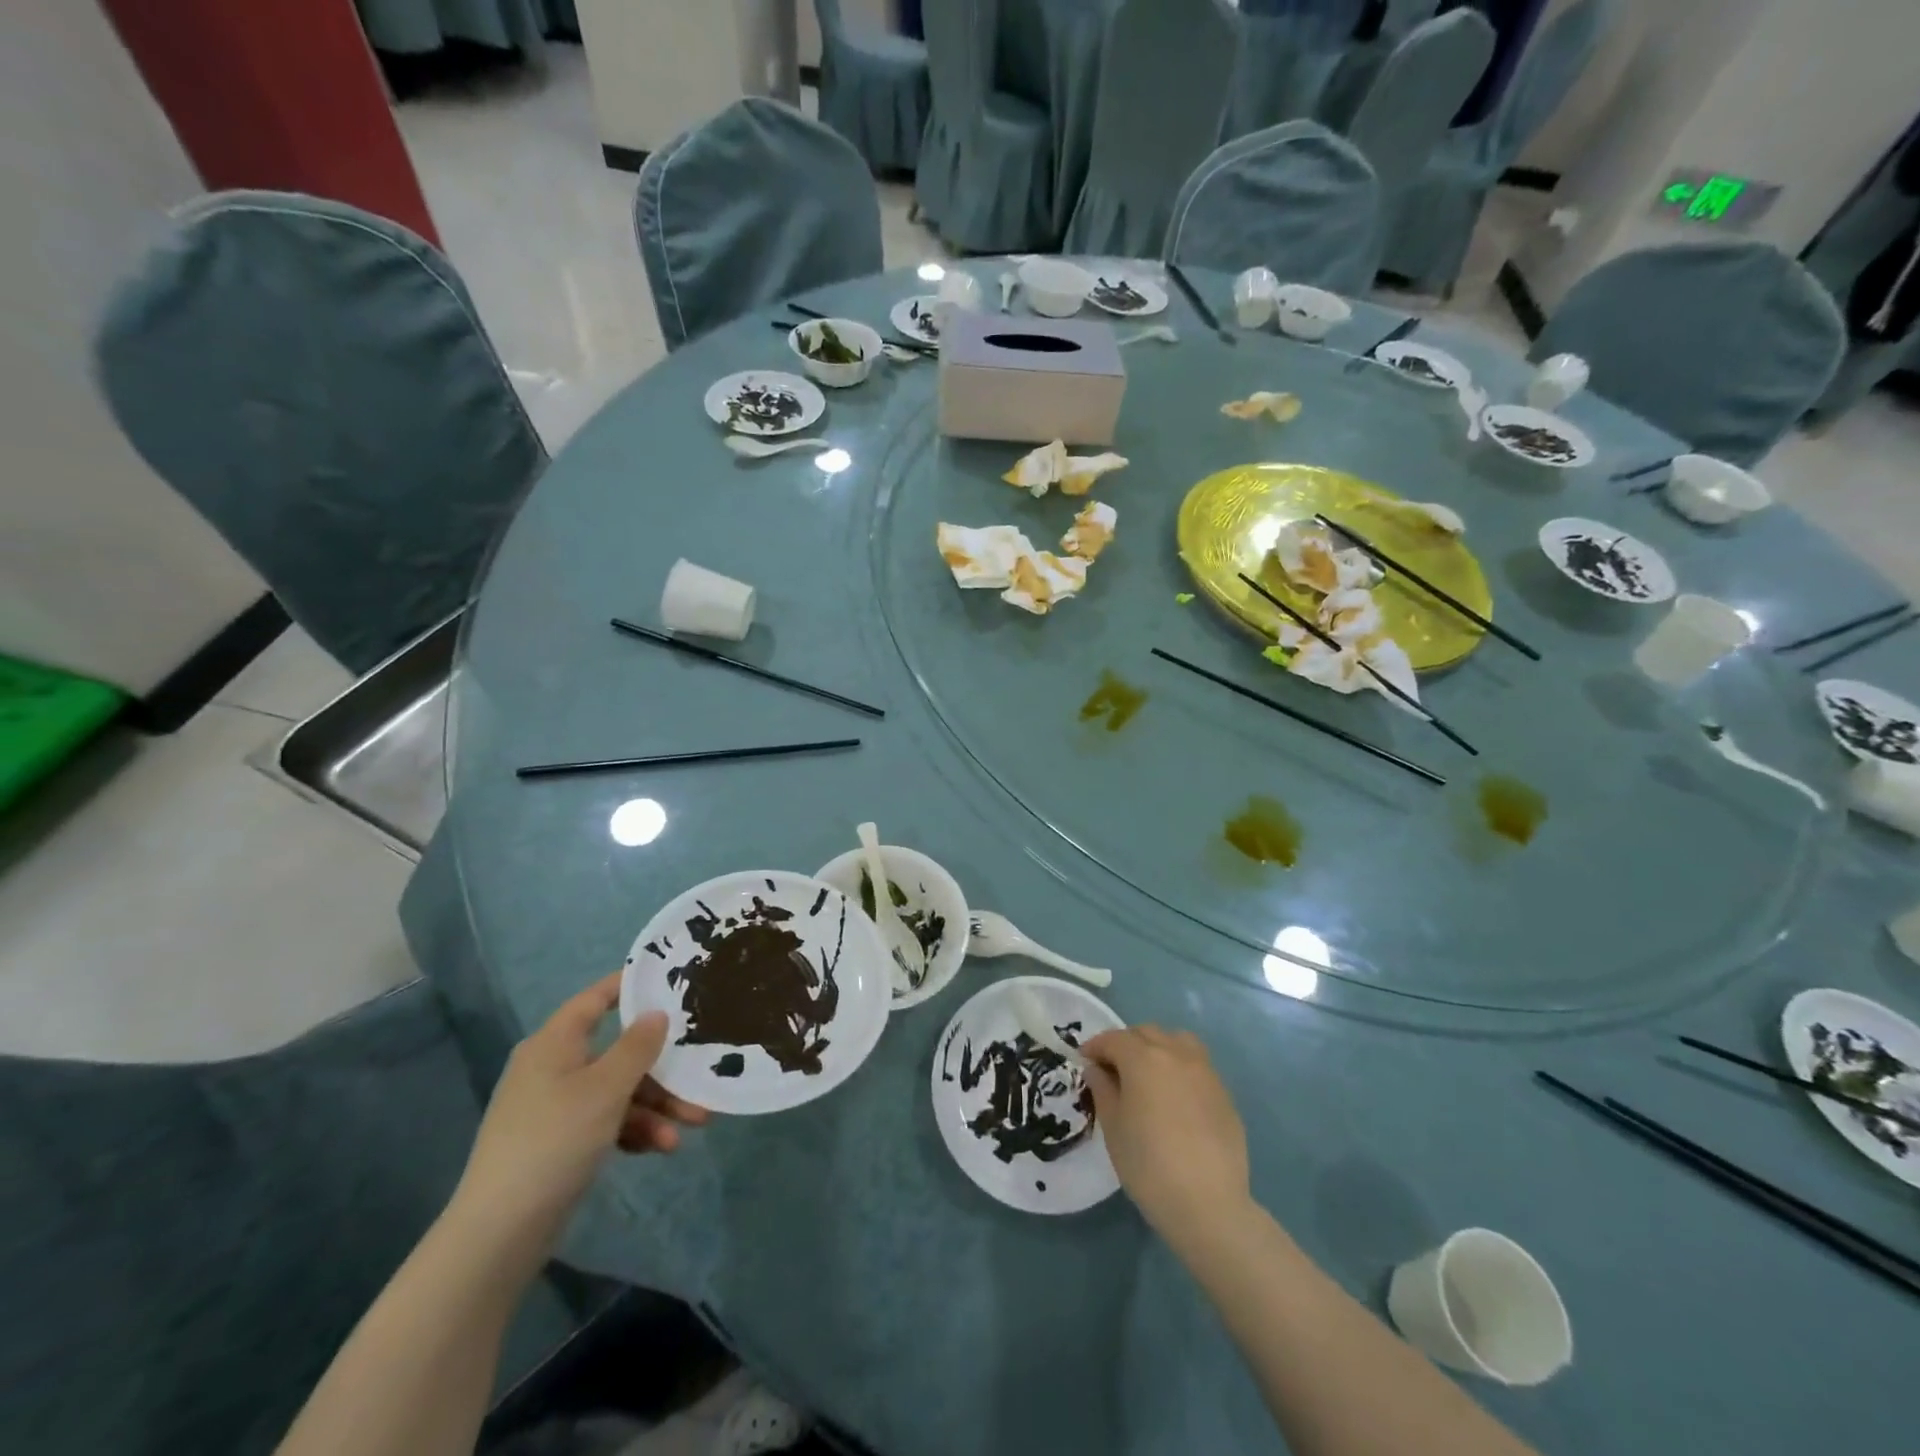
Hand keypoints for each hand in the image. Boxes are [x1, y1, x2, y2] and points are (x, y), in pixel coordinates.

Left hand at [451, 972, 707, 1258]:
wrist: (500, 1232)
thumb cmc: (555, 1140)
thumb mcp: (606, 1088)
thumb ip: (637, 1046)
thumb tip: (656, 1013)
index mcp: (555, 1042)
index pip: (596, 998)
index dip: (631, 986)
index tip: (672, 982)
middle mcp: (554, 1067)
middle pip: (618, 1052)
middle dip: (662, 1069)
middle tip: (700, 1075)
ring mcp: (555, 1106)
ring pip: (618, 1090)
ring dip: (656, 1106)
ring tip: (691, 1126)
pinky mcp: (560, 1141)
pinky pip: (607, 1121)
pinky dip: (635, 1130)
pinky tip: (661, 1147)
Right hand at [1082, 1026, 1249, 1251]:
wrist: (1209, 1204)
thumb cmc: (1149, 1165)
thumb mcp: (1113, 1128)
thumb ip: (1102, 1090)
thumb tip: (1096, 1069)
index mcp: (1143, 1058)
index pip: (1114, 1039)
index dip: (1095, 1047)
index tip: (1085, 1061)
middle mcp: (1176, 1054)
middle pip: (1146, 1033)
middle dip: (1126, 1044)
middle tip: (1113, 1069)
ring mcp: (1204, 1071)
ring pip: (1176, 1041)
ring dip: (1157, 1048)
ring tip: (1148, 1075)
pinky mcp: (1224, 1093)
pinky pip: (1196, 1066)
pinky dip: (1180, 1068)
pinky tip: (1175, 1098)